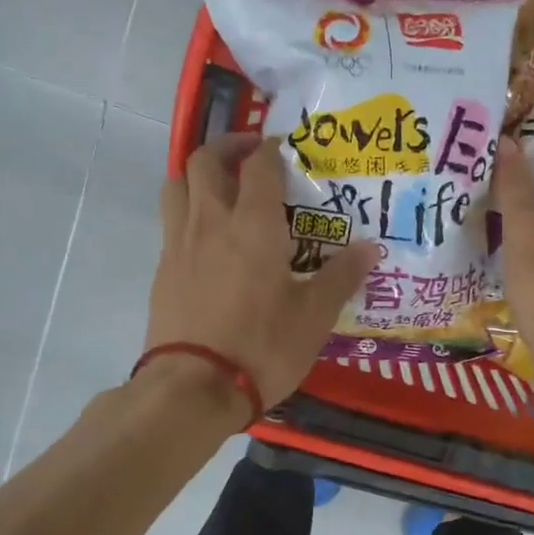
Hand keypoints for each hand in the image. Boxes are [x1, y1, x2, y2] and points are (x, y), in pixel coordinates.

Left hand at [146, 133, 378, 408]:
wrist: (192, 387)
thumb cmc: (262, 346)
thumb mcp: (314, 316)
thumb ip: (341, 276)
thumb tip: (371, 248)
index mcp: (253, 224)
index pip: (259, 165)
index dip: (272, 149)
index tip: (285, 150)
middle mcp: (211, 221)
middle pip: (204, 160)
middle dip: (227, 147)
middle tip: (250, 156)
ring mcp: (179, 244)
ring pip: (176, 184)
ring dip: (197, 173)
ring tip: (221, 187)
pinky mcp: (162, 270)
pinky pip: (170, 221)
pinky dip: (187, 211)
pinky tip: (207, 239)